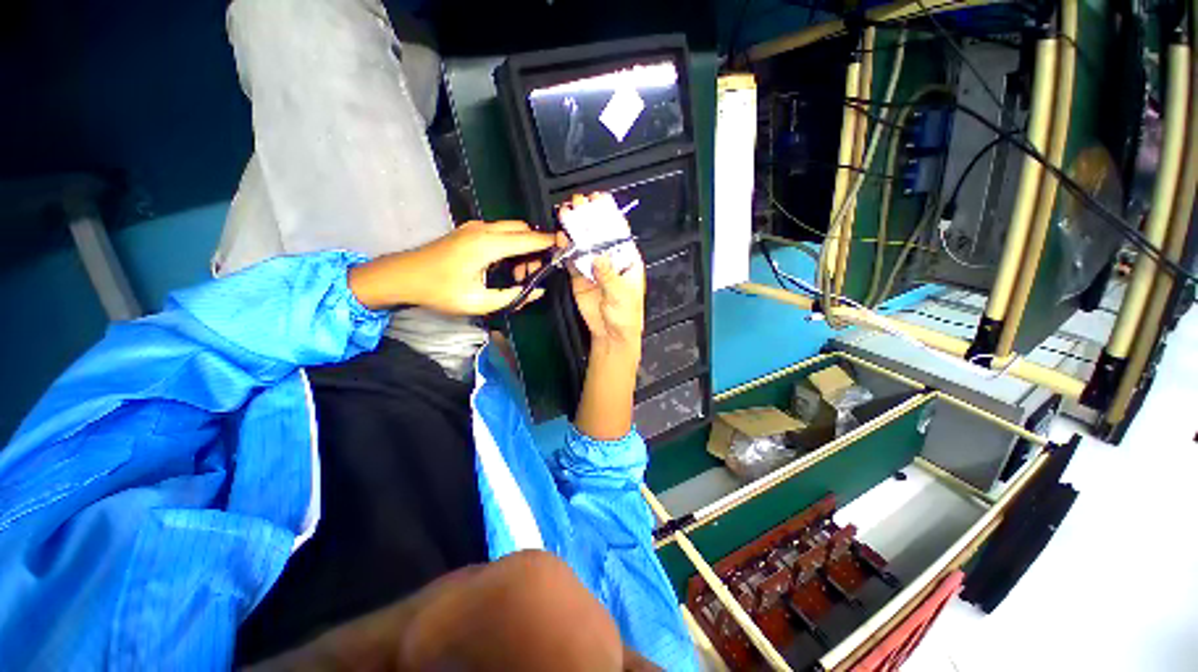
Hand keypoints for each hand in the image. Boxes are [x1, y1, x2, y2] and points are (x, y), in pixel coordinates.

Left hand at [349, 221, 555, 315]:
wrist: (402, 275)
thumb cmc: (440, 291)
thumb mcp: (479, 302)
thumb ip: (513, 297)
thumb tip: (538, 291)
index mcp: (488, 245)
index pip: (529, 239)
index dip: (549, 244)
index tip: (566, 248)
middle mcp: (484, 229)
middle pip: (522, 229)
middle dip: (536, 247)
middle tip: (536, 272)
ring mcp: (475, 227)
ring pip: (511, 229)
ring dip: (522, 246)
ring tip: (520, 274)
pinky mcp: (469, 230)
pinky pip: (499, 231)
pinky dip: (510, 244)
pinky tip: (505, 265)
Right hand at [559, 195, 645, 348]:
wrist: (610, 333)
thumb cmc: (625, 313)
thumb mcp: (621, 294)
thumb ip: (609, 275)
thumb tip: (597, 256)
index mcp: (626, 259)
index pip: (619, 232)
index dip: (610, 214)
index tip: (600, 199)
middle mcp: (609, 258)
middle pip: (599, 233)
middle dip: (589, 217)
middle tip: (578, 202)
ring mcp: (593, 266)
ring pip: (584, 244)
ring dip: (575, 229)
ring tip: (566, 212)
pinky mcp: (579, 275)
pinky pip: (572, 259)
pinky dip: (566, 249)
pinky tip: (561, 237)